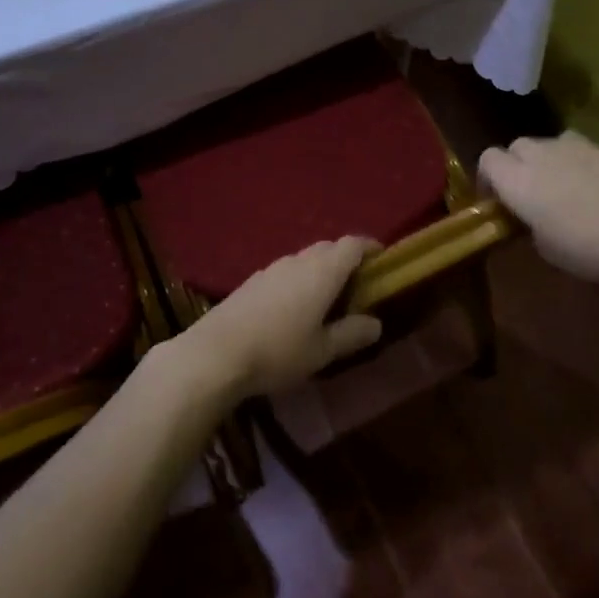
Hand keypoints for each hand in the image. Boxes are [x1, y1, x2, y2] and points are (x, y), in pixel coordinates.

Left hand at [179, 237, 383, 399]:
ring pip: (304, 260)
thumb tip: (376, 323)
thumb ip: (351, 334)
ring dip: (320, 271)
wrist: (216, 353)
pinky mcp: (251, 282)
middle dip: (346, 260)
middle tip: (358, 285)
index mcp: (322, 271)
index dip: (370, 247)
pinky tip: (294, 309)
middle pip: (328, 248)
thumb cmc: (278, 351)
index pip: (352, 244)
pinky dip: (299, 281)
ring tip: (328, 299)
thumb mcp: (322, 350)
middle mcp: (297, 261)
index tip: (382, 259)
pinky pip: (285, 272)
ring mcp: (271, 269)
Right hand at [478, 130, 598, 290]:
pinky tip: (591, 187)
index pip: (487, 159)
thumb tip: (534, 218)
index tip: (496, 201)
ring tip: (559, 185)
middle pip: (516, 146)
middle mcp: (540, 155)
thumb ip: (531, 224)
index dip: (488, 178)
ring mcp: (575, 148)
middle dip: (516, 165)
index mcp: (516, 179)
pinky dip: (576, 162)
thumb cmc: (586, 248)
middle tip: (527, 193)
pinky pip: (578, 149)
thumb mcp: (545, 248)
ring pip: (548, 143)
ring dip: (546, 159)